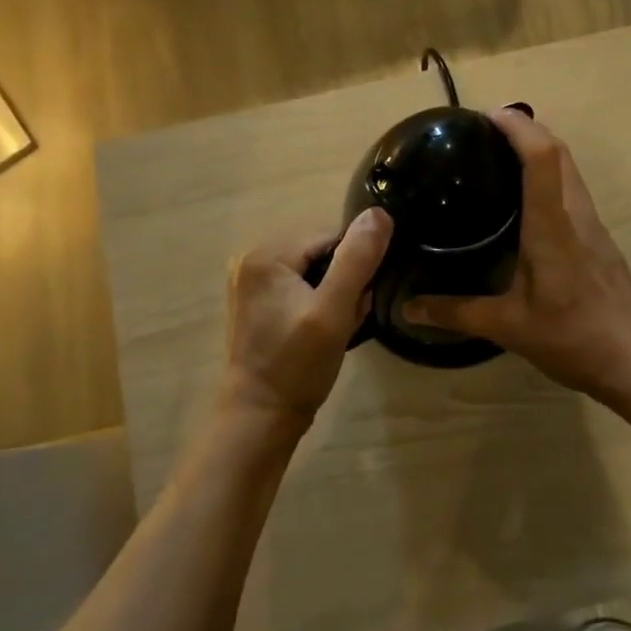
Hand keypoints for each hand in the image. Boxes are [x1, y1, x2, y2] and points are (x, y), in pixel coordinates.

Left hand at [222, 208, 393, 428]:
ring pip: (313, 272)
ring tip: (338, 327)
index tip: (360, 300)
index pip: (331, 237)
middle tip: (350, 318)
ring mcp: (251, 283)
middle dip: (344, 281)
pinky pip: (299, 289)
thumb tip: (379, 213)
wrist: (261, 418)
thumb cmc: (297, 365)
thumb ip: (357, 259)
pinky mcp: (257, 304)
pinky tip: (322, 331)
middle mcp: (252, 259)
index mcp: (267, 254)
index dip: (355, 265)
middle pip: (321, 253)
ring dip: (334, 295)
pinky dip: (317, 304)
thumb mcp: (334, 310)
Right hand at [402, 108, 630, 402]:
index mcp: (553, 227)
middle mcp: (576, 215)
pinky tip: (526, 201)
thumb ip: (456, 313)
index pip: (542, 158)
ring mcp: (593, 226)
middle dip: (527, 129)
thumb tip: (406, 308)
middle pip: (560, 152)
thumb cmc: (574, 338)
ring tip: (500, 155)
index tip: (486, 116)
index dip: (517, 128)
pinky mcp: (600, 241)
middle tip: (485, 131)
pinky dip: (550, 175)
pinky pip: (573, 190)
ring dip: (541, 149)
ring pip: (570, 169)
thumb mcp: (508, 327)